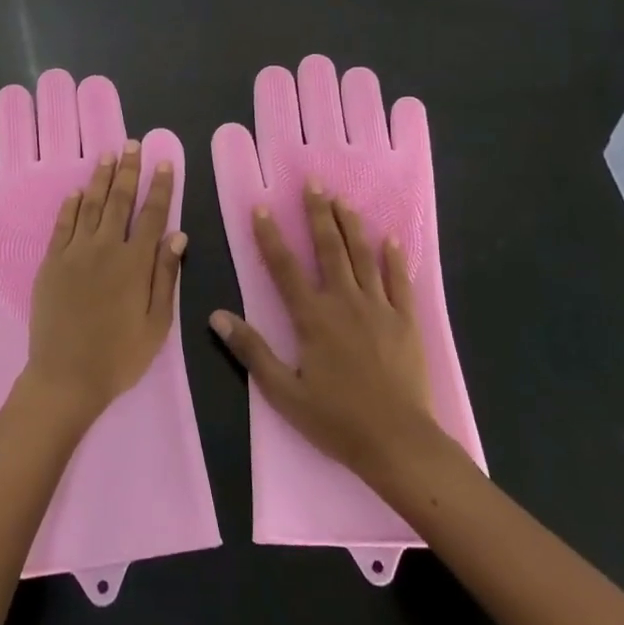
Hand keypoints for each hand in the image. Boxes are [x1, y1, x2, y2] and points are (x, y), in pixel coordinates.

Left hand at [24, 141, 184, 429]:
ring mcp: (74, 253)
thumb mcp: (157, 322)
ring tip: (107, 156)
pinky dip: (70, 206)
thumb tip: (177, 235)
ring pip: (89, 205)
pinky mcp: (51, 263)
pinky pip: (62, 225)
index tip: (164, 162)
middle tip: (132, 145)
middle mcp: (105, 248)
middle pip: (119, 201)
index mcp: (135, 262)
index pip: (152, 214)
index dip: (160, 187)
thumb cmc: (119, 355)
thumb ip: (165, 275)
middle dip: (128, 170)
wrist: (66, 376)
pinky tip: (76, 191)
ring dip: (100, 179)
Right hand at [210, 183, 436, 479]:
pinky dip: (394, 259)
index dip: (270, 236)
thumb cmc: (336, 419)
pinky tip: (391, 239)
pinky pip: (400, 281)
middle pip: (329, 249)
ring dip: (352, 226)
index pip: (285, 267)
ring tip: (343, 200)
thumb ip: (251, 350)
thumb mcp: (283, 391)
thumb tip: (217, 316)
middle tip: (313, 183)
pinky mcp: (406, 320)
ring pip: (363, 256)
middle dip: (318, 213)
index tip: (261, 207)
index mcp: (312, 317)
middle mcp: (344, 302)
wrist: (397, 441)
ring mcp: (379, 308)